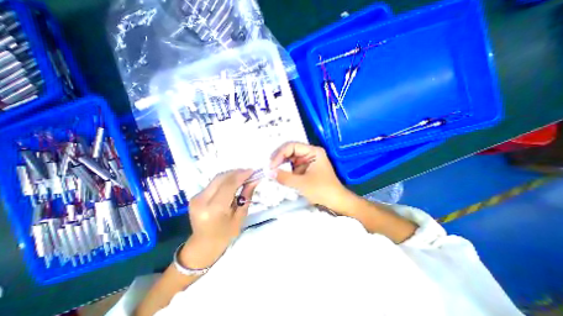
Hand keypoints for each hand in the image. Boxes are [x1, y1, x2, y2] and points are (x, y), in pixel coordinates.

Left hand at [182, 169, 256, 267]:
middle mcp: (202, 200)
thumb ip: (246, 196)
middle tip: (249, 173)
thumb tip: (255, 180)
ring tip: (243, 176)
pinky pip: (214, 182)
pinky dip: (225, 179)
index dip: (242, 175)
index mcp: (214, 209)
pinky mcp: (196, 195)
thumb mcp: (240, 217)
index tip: (253, 171)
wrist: (203, 244)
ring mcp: (196, 197)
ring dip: (231, 175)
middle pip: (221, 178)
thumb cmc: (225, 234)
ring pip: (217, 178)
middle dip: (237, 173)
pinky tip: (233, 182)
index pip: (229, 185)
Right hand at [269, 142, 349, 214]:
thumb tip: (268, 172)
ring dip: (280, 163)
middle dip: (279, 158)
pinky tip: (278, 173)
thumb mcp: (302, 183)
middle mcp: (309, 153)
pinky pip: (292, 166)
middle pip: (290, 151)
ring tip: (271, 170)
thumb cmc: (322, 190)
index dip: (280, 154)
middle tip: (269, 167)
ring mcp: (307, 161)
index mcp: (313, 151)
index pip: (292, 146)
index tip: (271, 165)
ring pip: (290, 158)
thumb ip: (284, 177)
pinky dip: (284, 170)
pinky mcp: (305, 169)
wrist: (336, 202)